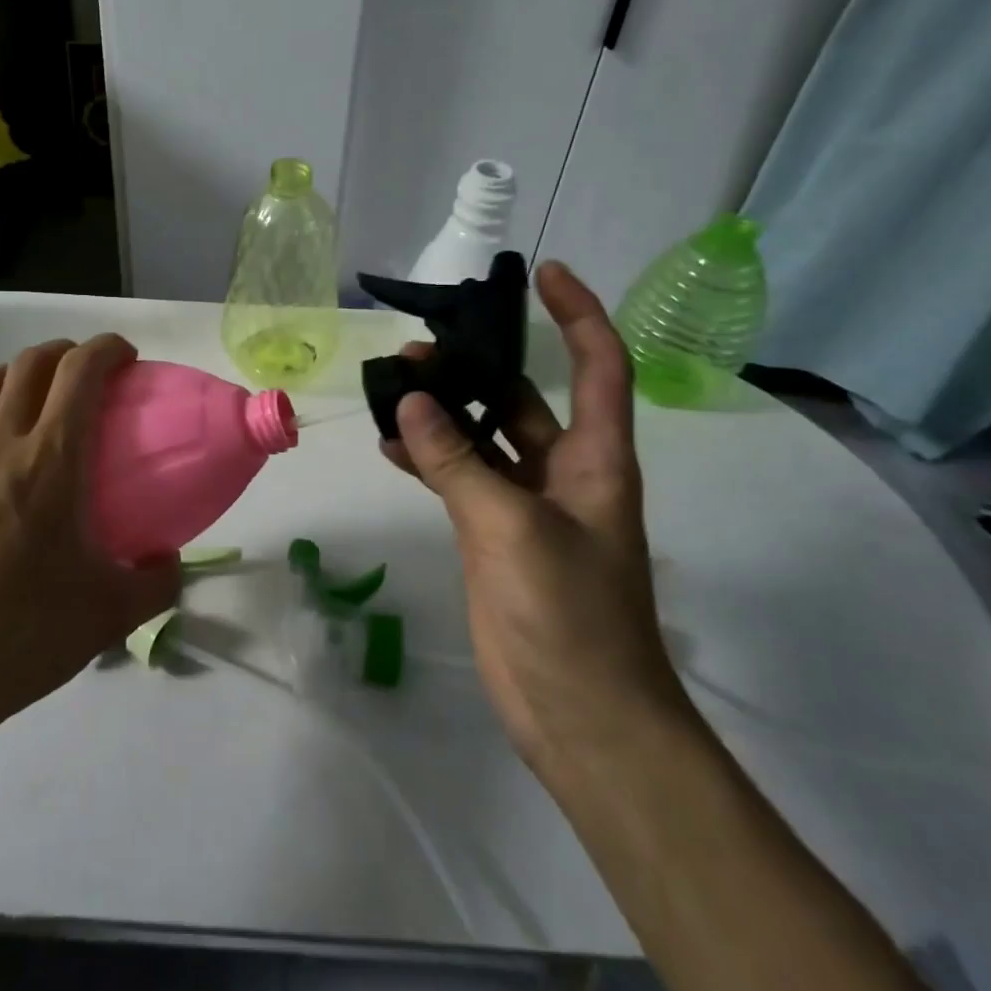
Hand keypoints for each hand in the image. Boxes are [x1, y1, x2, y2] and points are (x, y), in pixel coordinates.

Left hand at [0, 335, 180, 754]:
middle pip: (29, 365)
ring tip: (32, 394)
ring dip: (13, 374)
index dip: (106, 349)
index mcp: (49, 463)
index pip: (79, 373)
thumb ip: (158, 582)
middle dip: (65, 352)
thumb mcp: (110, 616)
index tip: (126, 357)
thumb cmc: (21, 640)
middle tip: (87, 373)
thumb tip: (170, 559)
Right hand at [382, 262, 685, 773]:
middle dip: (476, 366)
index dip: (578, 312)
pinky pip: (459, 478)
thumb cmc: (569, 616)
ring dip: (444, 412)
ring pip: (482, 436)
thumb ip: (457, 462)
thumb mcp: (510, 529)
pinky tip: (390, 446)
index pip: (599, 364)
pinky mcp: (494, 535)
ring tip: (392, 388)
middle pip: (521, 397)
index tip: (543, 272)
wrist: (581, 718)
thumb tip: (410, 402)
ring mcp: (526, 504)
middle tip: (417, 348)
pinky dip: (429, 459)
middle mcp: (564, 470)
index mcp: (596, 458)